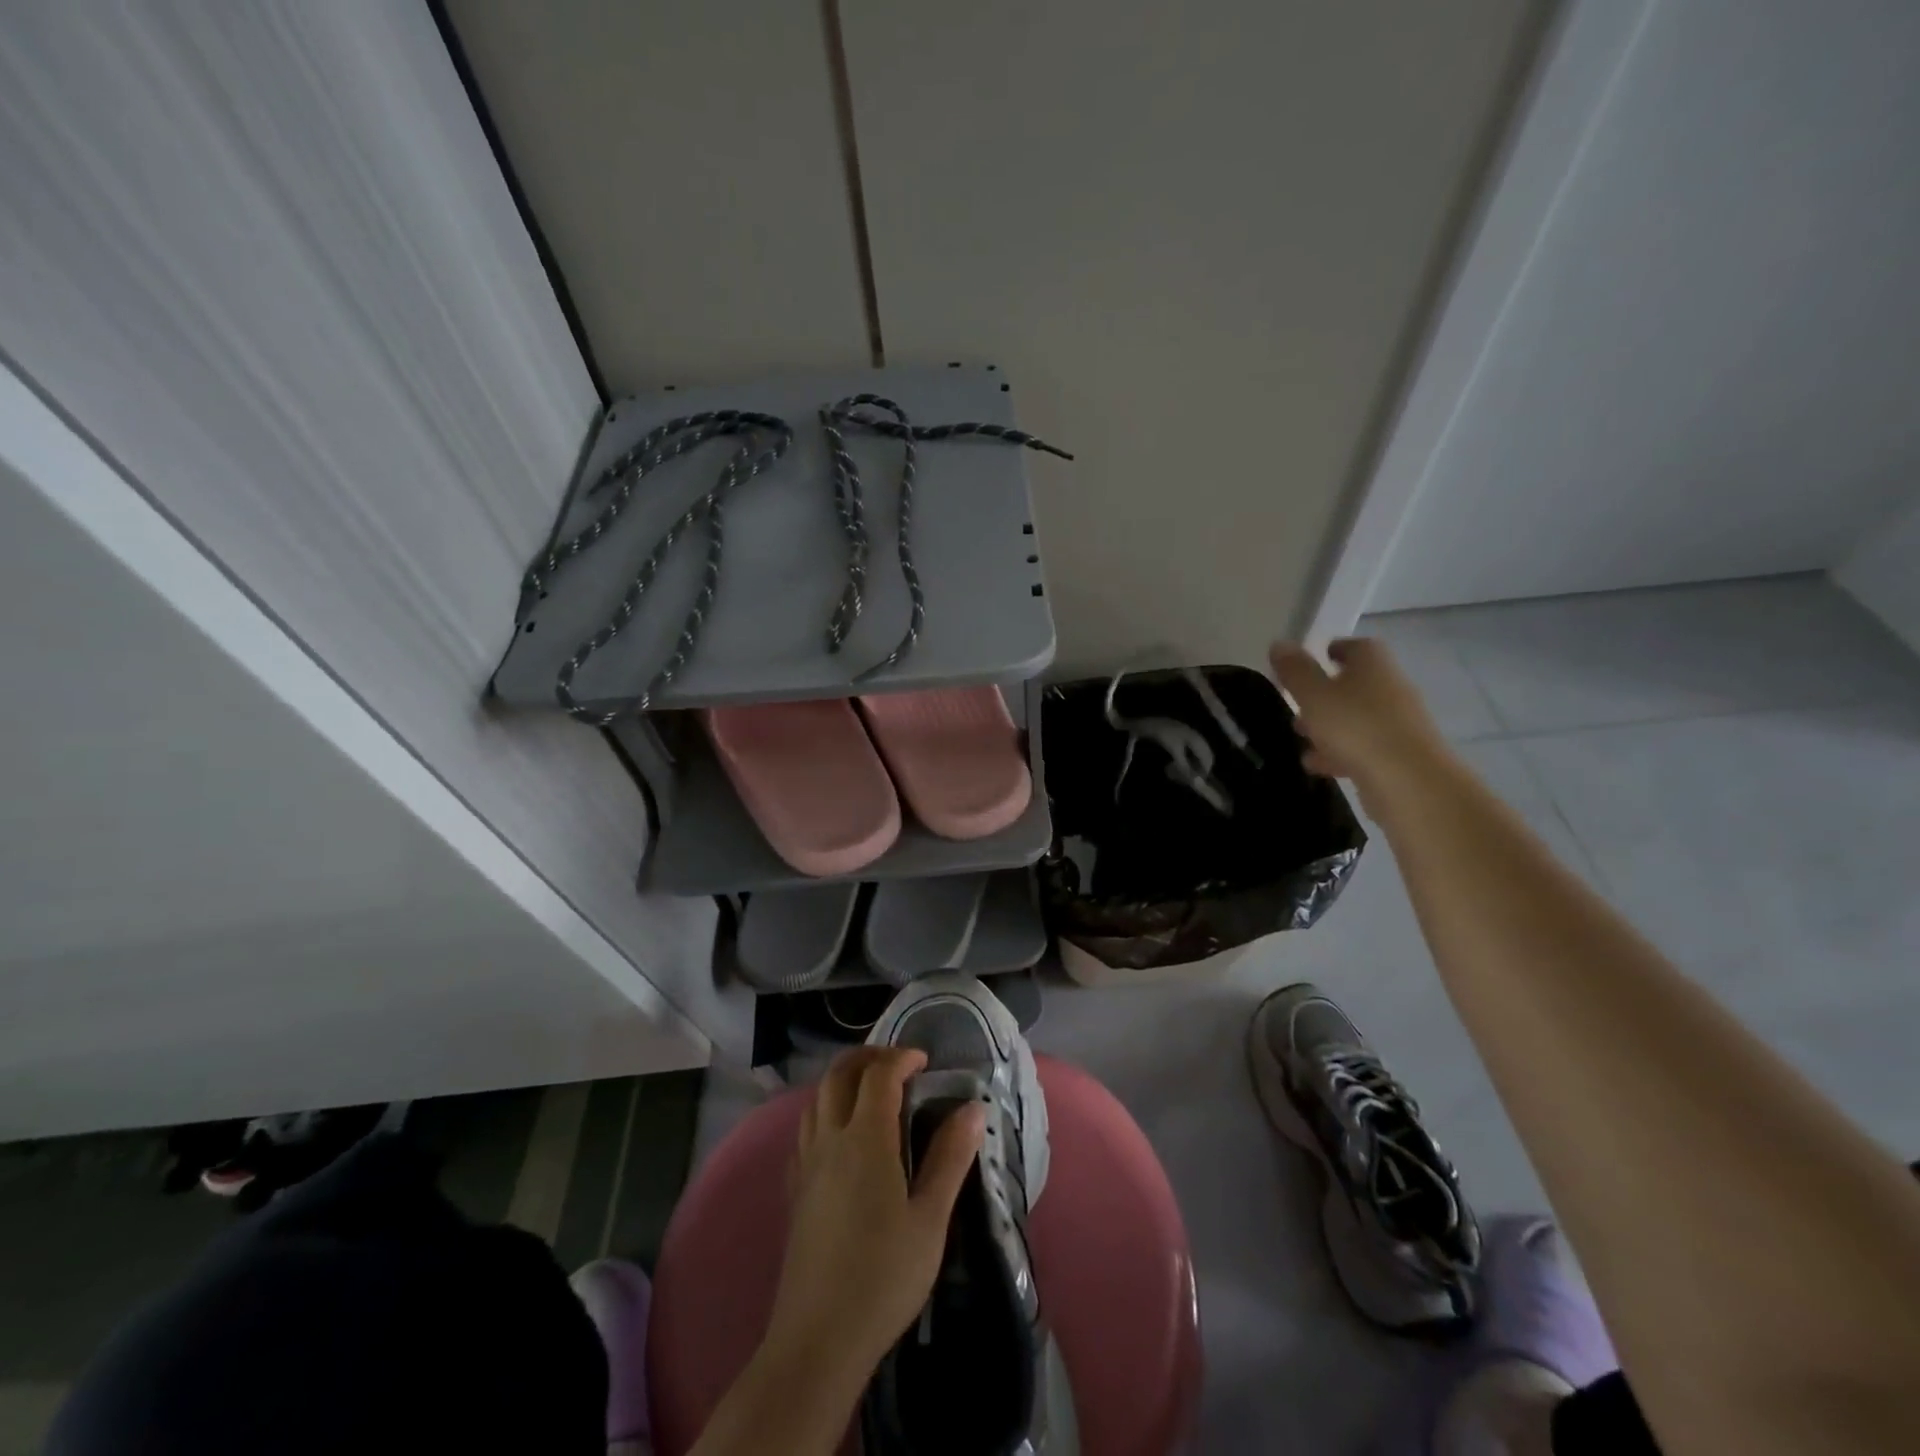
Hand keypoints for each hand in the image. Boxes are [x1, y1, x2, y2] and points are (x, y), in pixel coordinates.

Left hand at [763, 1046, 984, 1387]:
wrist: (818, 1339)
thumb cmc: (884, 1277)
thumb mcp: (930, 1219)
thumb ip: (950, 1158)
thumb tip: (973, 1107)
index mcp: (866, 1139)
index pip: (879, 1075)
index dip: (902, 1057)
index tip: (925, 1062)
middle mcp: (830, 1139)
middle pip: (839, 1074)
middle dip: (868, 1057)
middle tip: (897, 1064)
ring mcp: (806, 1164)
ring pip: (816, 1098)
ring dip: (843, 1081)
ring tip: (870, 1092)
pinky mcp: (795, 1190)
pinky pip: (805, 1130)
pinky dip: (824, 1112)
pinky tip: (840, 1137)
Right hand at [1269, 638, 1451, 806]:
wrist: (1410, 782)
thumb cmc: (1356, 727)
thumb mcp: (1314, 695)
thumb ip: (1295, 671)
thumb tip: (1279, 643)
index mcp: (1373, 666)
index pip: (1357, 647)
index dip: (1335, 650)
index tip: (1313, 658)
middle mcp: (1391, 689)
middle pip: (1357, 684)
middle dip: (1326, 692)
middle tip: (1297, 703)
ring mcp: (1398, 724)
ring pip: (1358, 718)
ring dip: (1330, 725)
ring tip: (1300, 737)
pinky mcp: (1398, 756)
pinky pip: (1363, 746)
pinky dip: (1340, 752)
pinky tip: (1317, 765)